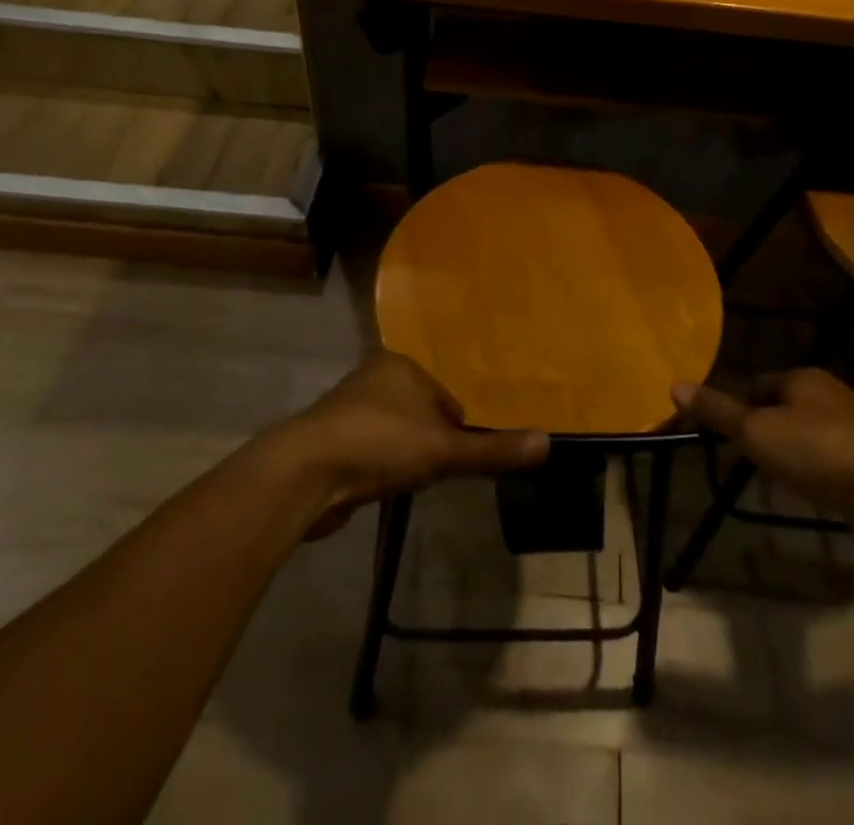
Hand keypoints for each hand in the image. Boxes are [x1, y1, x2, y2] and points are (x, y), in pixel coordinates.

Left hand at [274, 351, 549, 537]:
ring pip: (394, 430)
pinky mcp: (330, 440)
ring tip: (411, 481)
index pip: (446, 394)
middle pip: (420, 411)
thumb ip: (493, 450)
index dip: (458, 426)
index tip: (461, 455)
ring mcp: (348, 408)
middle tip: (441, 471)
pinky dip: (379, 466)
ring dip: (403, 453)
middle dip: (430, 439)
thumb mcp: (444, 449)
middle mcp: (374, 377)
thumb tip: (548, 442)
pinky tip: (382, 486)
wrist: (305, 474)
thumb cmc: (381, 444)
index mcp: (401, 365)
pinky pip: (370, 449)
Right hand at [671, 369, 853, 521]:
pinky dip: (816, 473)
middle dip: (765, 430)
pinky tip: (810, 492)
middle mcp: (831, 395)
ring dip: (791, 453)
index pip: (758, 383)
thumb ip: (718, 411)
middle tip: (746, 457)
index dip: (738, 406)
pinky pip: (831, 461)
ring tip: (774, 478)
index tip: (725, 433)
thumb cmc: (817, 451)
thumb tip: (674, 385)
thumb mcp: (757, 431)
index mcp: (803, 378)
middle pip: (784, 407)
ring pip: (809, 435)